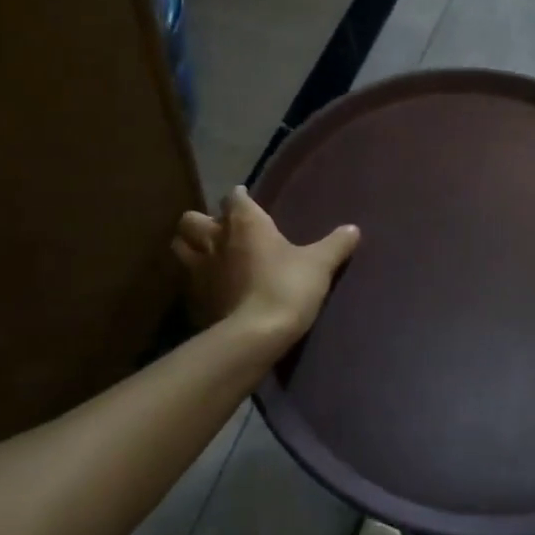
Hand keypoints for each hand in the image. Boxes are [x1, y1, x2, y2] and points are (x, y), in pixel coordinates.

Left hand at [171, 186, 360, 346]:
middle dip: (203, 221)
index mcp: (245, 223)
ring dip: (191, 247)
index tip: (246, 200)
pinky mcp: (193, 300)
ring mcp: (198, 271)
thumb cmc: (287, 287)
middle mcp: (215, 240)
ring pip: (180, 247)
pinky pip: (187, 282)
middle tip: (221, 229)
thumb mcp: (320, 264)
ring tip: (208, 255)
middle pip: (192, 219)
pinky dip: (196, 281)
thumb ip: (336, 244)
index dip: (240, 198)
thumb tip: (353, 229)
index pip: (234, 198)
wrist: (254, 336)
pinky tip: (212, 288)